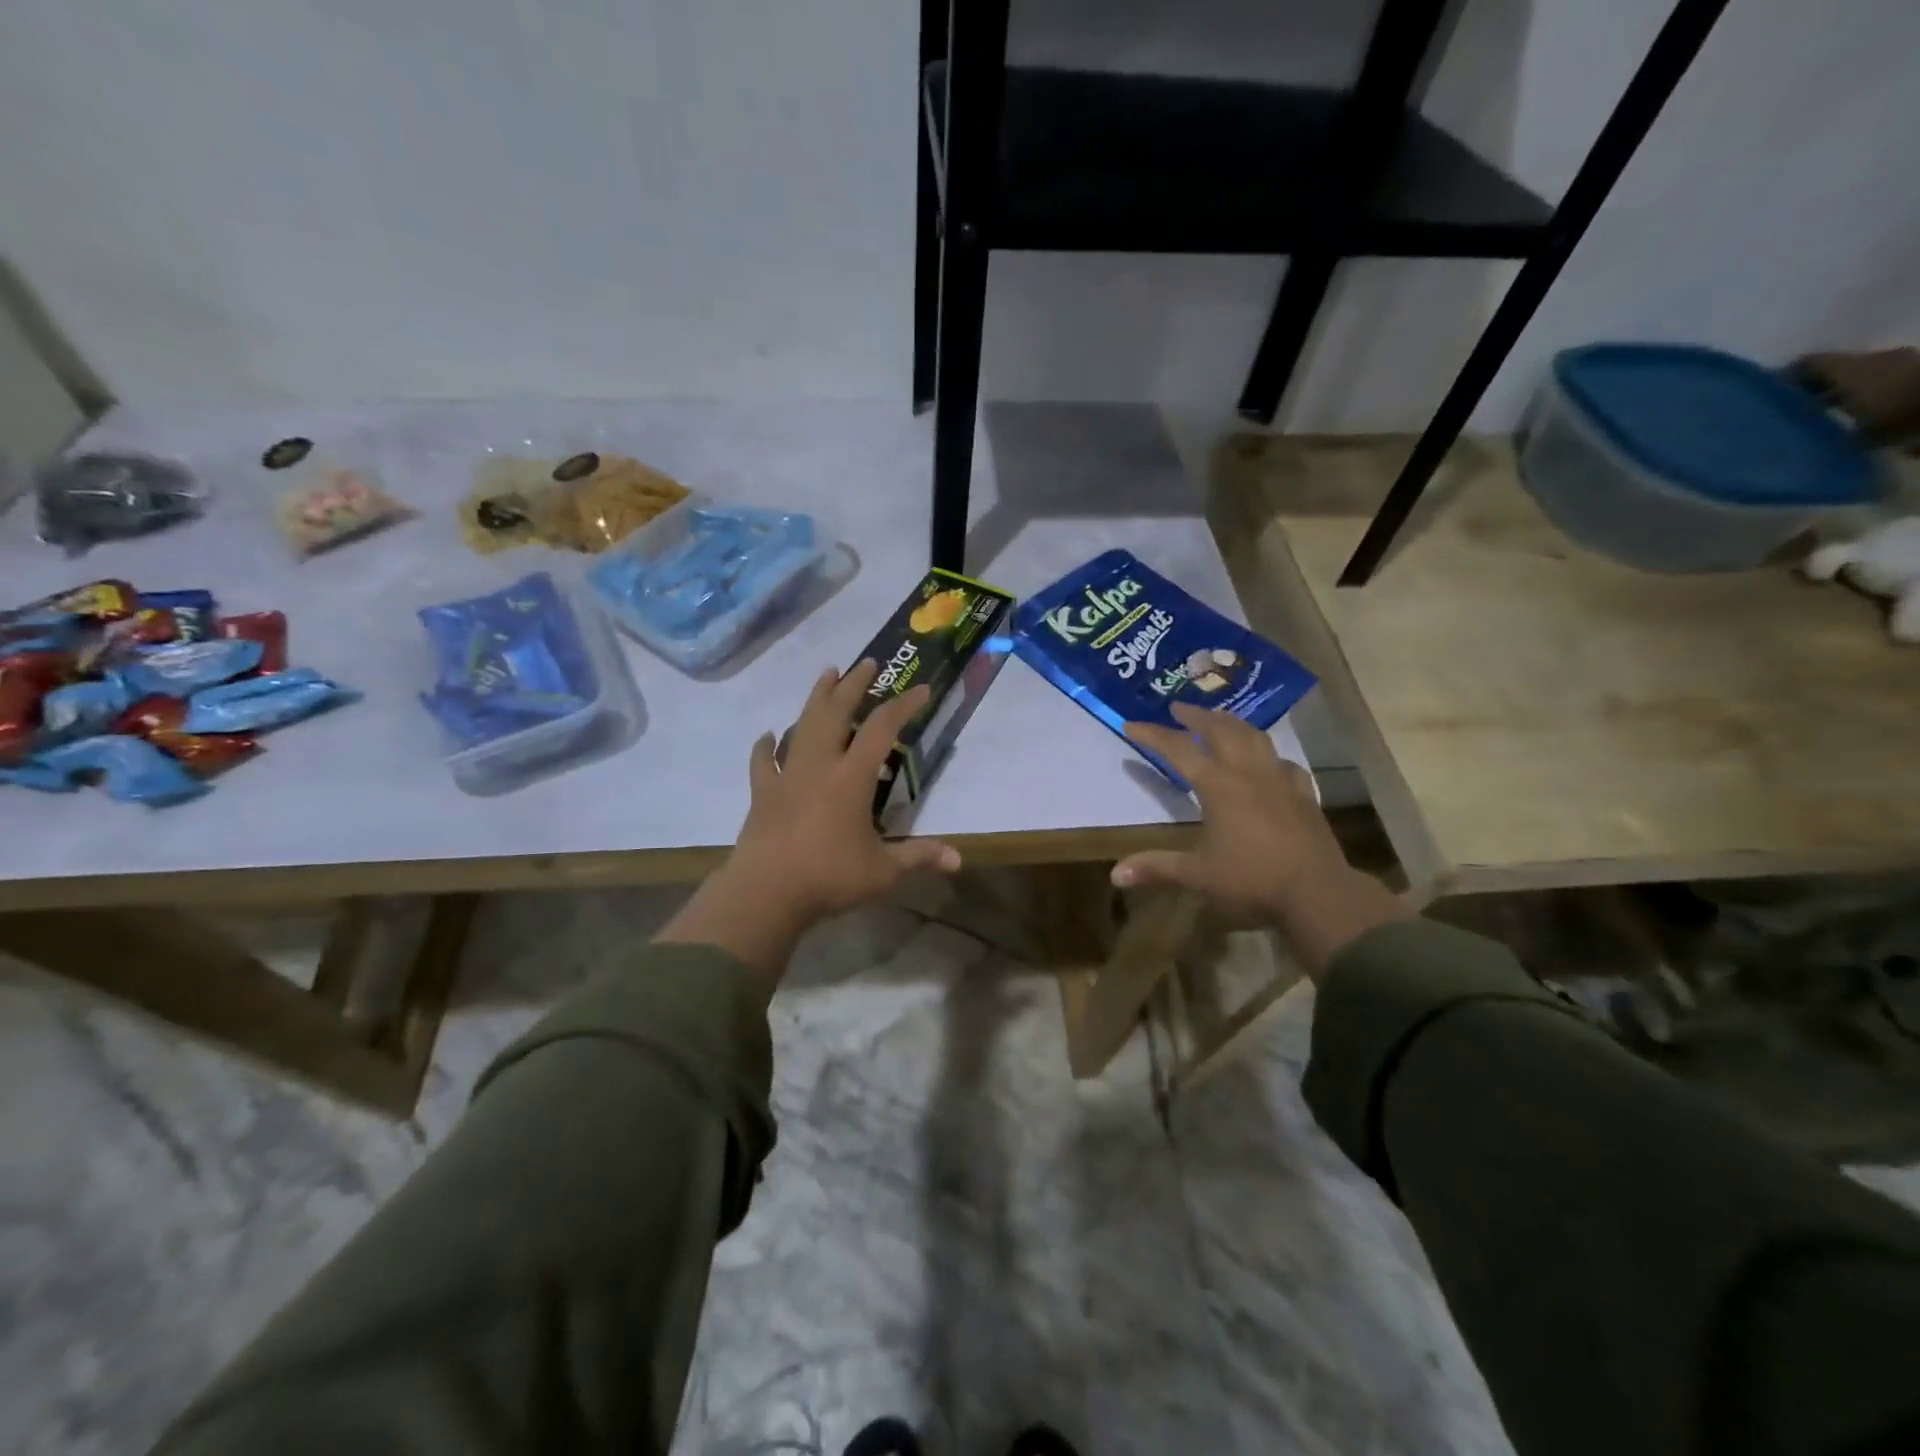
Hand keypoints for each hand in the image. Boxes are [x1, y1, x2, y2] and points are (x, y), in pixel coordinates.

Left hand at [733, 659, 961, 918]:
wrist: (765, 892)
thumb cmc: (828, 877)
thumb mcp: (883, 871)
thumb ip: (919, 858)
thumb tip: (958, 860)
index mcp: (851, 777)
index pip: (881, 729)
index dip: (903, 705)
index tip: (920, 689)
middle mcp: (819, 765)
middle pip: (836, 712)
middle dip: (853, 685)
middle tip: (867, 663)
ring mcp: (787, 775)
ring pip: (801, 725)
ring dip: (816, 698)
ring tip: (826, 675)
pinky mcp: (763, 792)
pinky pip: (763, 761)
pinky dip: (766, 746)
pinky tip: (768, 736)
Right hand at [1112, 703, 1407, 976]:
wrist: (1318, 894)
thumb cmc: (1252, 880)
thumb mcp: (1198, 875)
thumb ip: (1158, 867)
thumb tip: (1116, 874)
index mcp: (1218, 786)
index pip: (1179, 749)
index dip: (1153, 735)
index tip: (1131, 724)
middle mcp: (1248, 773)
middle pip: (1220, 730)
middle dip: (1196, 715)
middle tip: (1178, 707)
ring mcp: (1280, 780)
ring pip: (1255, 737)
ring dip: (1232, 723)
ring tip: (1220, 719)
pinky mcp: (1304, 795)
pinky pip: (1284, 763)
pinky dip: (1269, 754)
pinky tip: (1269, 761)